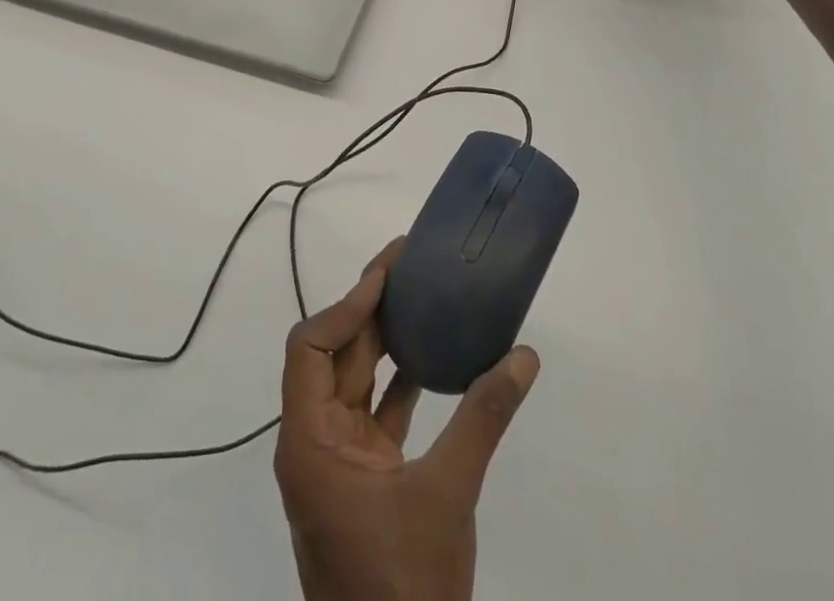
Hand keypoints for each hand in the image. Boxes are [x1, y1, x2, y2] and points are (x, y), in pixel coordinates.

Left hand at [274, 240, 540, 600]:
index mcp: (310, 442)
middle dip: (368, 307)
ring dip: (385, 339)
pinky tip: (435, 355)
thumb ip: (482, 419)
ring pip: (356, 379)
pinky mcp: (366, 476)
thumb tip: (523, 355)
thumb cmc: (403, 582)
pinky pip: (378, 409)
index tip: (387, 275)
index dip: (346, 305)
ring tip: (421, 294)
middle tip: (408, 264)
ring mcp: (340, 460)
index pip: (311, 347)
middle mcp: (316, 441)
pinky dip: (402, 379)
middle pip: (335, 354)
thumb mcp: (446, 495)